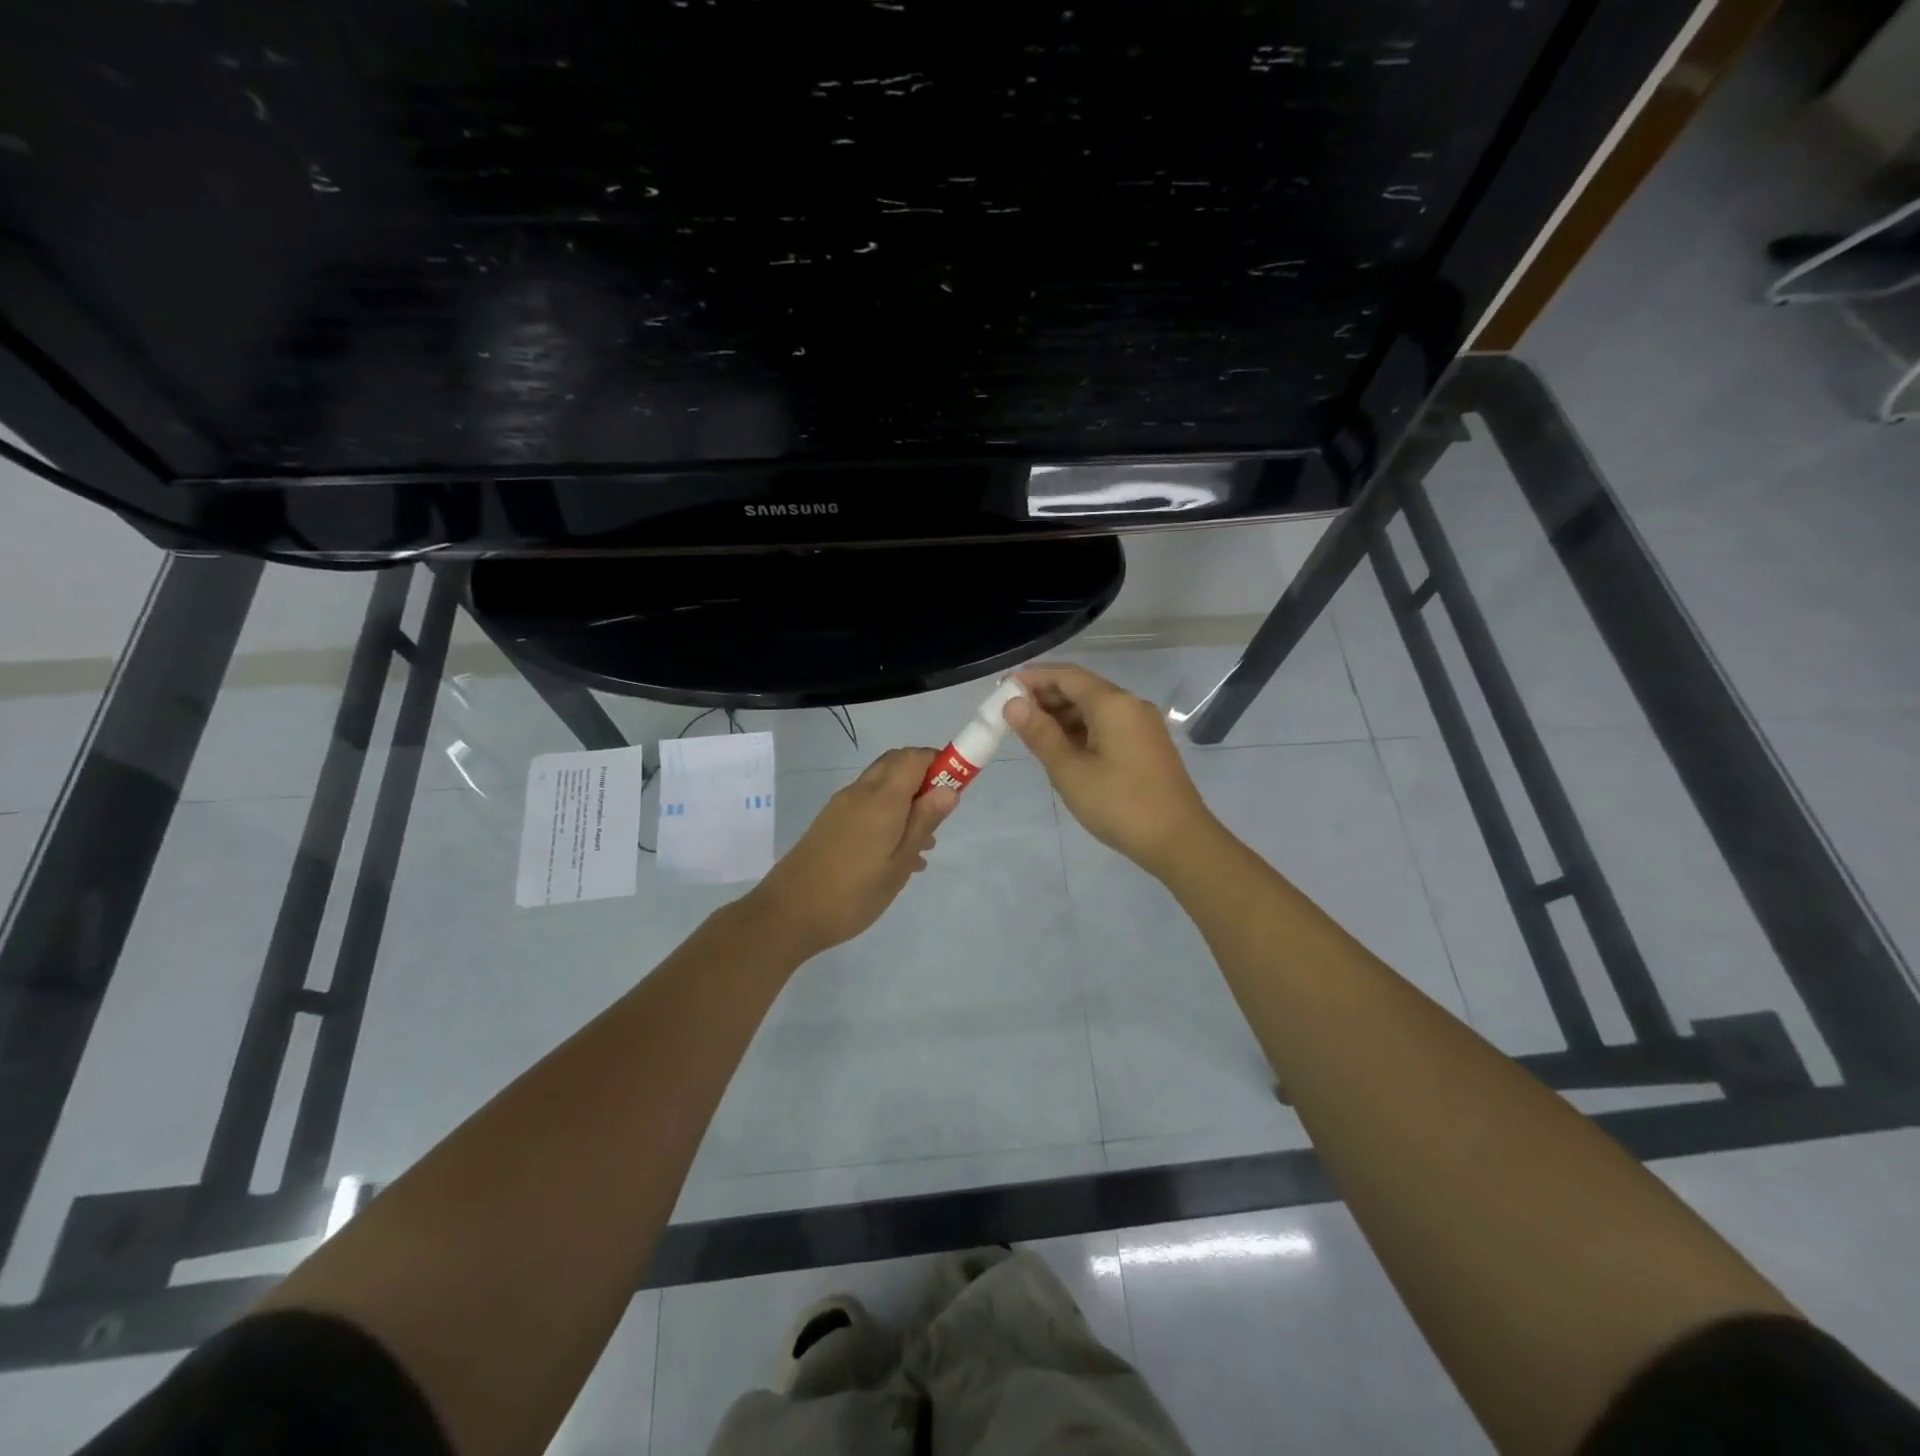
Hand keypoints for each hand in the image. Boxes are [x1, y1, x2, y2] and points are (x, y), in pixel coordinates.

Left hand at [742, 748, 958, 960]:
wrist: (788, 913)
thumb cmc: (853, 893)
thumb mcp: (898, 863)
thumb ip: (924, 822)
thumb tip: (949, 788)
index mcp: (881, 798)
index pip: (915, 757)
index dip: (940, 762)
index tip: (957, 786)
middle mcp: (860, 792)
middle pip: (897, 764)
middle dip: (924, 777)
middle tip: (940, 813)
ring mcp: (842, 806)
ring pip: (882, 785)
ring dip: (907, 798)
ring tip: (924, 841)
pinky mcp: (831, 822)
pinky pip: (868, 804)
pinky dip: (888, 812)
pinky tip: (898, 853)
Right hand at [1005, 663, 1215, 877]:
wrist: (1178, 840)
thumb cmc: (1119, 804)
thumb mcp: (1070, 771)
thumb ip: (1040, 733)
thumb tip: (1013, 703)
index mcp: (1113, 703)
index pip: (1066, 676)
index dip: (1033, 678)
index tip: (1003, 687)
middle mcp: (1130, 704)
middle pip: (1082, 688)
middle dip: (1046, 695)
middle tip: (1011, 713)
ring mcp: (1142, 725)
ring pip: (1095, 707)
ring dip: (1062, 714)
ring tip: (1030, 732)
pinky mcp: (1147, 744)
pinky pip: (1108, 724)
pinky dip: (1081, 728)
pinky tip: (1062, 747)